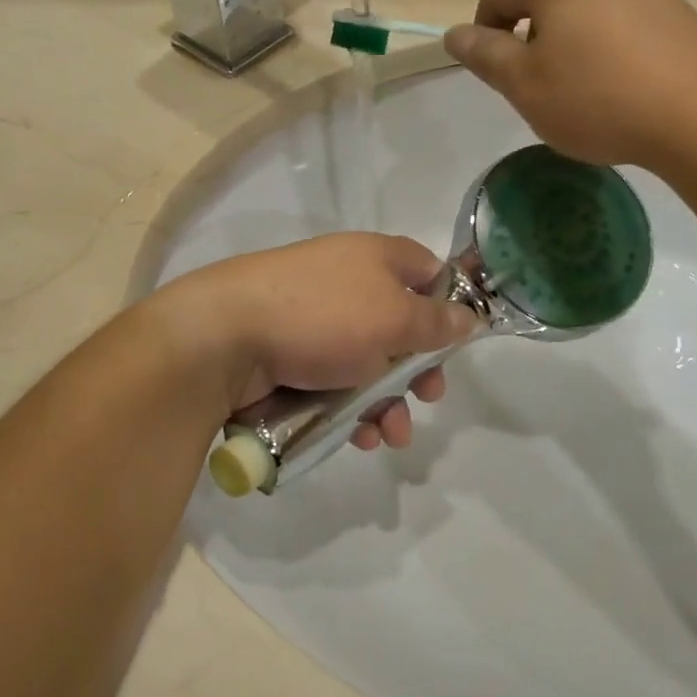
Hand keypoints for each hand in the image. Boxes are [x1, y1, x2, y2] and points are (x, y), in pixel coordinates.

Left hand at [157, 233, 476, 449]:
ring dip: (387, 403)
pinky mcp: (290, 357)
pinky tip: (359, 437)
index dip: (446, 301)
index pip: (424, 268)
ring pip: (367, 364)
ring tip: (391, 435)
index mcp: (373, 259)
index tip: (456, 339)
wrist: (227, 336)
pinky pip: (333, 384)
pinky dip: (351, 410)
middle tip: (429, 397)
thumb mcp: (393, 318)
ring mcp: (315, 322)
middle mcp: (346, 284)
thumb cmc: (323, 317)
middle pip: (399, 326)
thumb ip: (436, 322)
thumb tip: (469, 316)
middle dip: (417, 370)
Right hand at [442, 0, 696, 167]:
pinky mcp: (675, 14)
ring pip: (586, 7)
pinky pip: (623, 20)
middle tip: (535, 83)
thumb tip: (454, 33)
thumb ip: (485, 55)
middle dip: (529, 34)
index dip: (484, 24)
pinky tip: (619, 85)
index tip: (492, 66)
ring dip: (568, 40)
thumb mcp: (525, 85)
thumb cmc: (596, 100)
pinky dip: (606, 45)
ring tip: (579, 88)